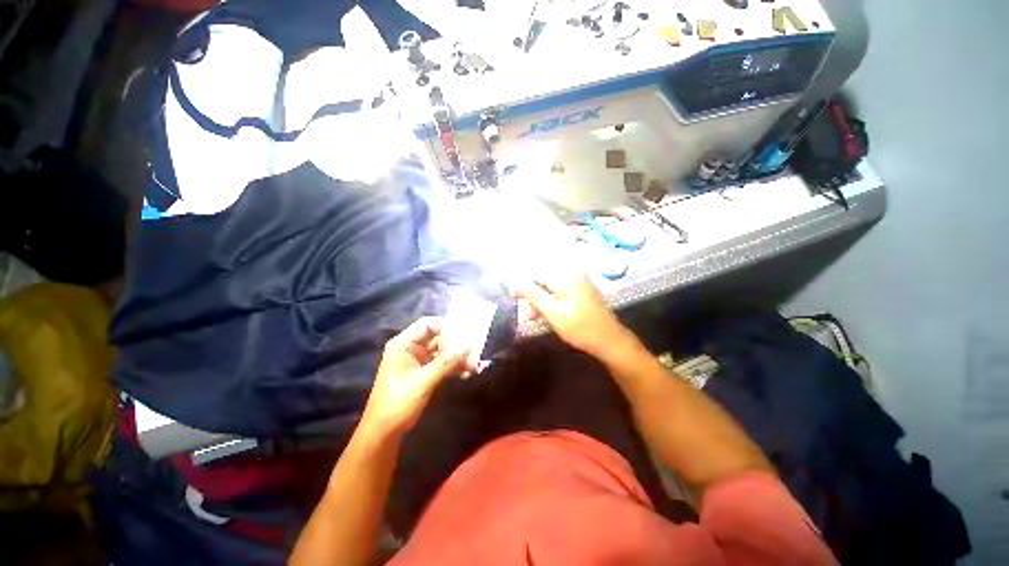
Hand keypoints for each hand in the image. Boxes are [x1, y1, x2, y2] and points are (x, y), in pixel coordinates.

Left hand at [361, 317, 470, 438]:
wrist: (384, 432)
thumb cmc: (397, 404)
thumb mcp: (422, 382)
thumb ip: (445, 362)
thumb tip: (468, 346)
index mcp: (404, 344)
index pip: (428, 324)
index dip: (447, 328)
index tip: (464, 339)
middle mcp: (411, 348)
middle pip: (438, 337)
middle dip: (456, 346)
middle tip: (472, 355)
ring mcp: (418, 360)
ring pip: (443, 351)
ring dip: (458, 358)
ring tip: (473, 367)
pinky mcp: (424, 371)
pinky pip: (442, 363)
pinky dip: (454, 366)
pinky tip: (466, 373)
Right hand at [511, 274, 633, 359]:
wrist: (610, 341)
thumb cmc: (580, 327)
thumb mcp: (552, 312)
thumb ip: (532, 294)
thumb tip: (513, 280)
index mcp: (565, 277)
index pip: (535, 273)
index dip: (522, 285)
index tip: (512, 297)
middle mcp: (572, 275)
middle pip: (543, 281)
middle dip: (532, 296)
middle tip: (524, 312)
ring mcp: (578, 284)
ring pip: (551, 290)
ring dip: (540, 302)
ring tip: (533, 318)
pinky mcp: (581, 293)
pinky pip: (560, 295)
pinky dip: (551, 304)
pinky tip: (545, 317)